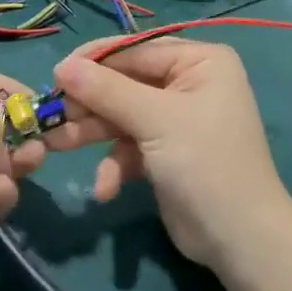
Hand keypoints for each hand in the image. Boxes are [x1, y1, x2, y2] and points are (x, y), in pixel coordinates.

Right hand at [44, 38, 291, 273]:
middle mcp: (189, 82)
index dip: (94, 60)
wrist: (241, 241)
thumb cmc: (205, 164)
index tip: (55, 73)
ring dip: (92, 133)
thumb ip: (107, 91)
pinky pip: (130, 146)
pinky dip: (115, 164)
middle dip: (90, 103)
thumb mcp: (155, 121)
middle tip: (50, 115)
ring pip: (122, 115)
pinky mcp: (165, 152)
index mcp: (200, 60)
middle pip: (125, 82)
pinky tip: (105, 189)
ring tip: (56, 146)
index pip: (136, 49)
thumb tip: (62, 65)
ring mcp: (176, 119)